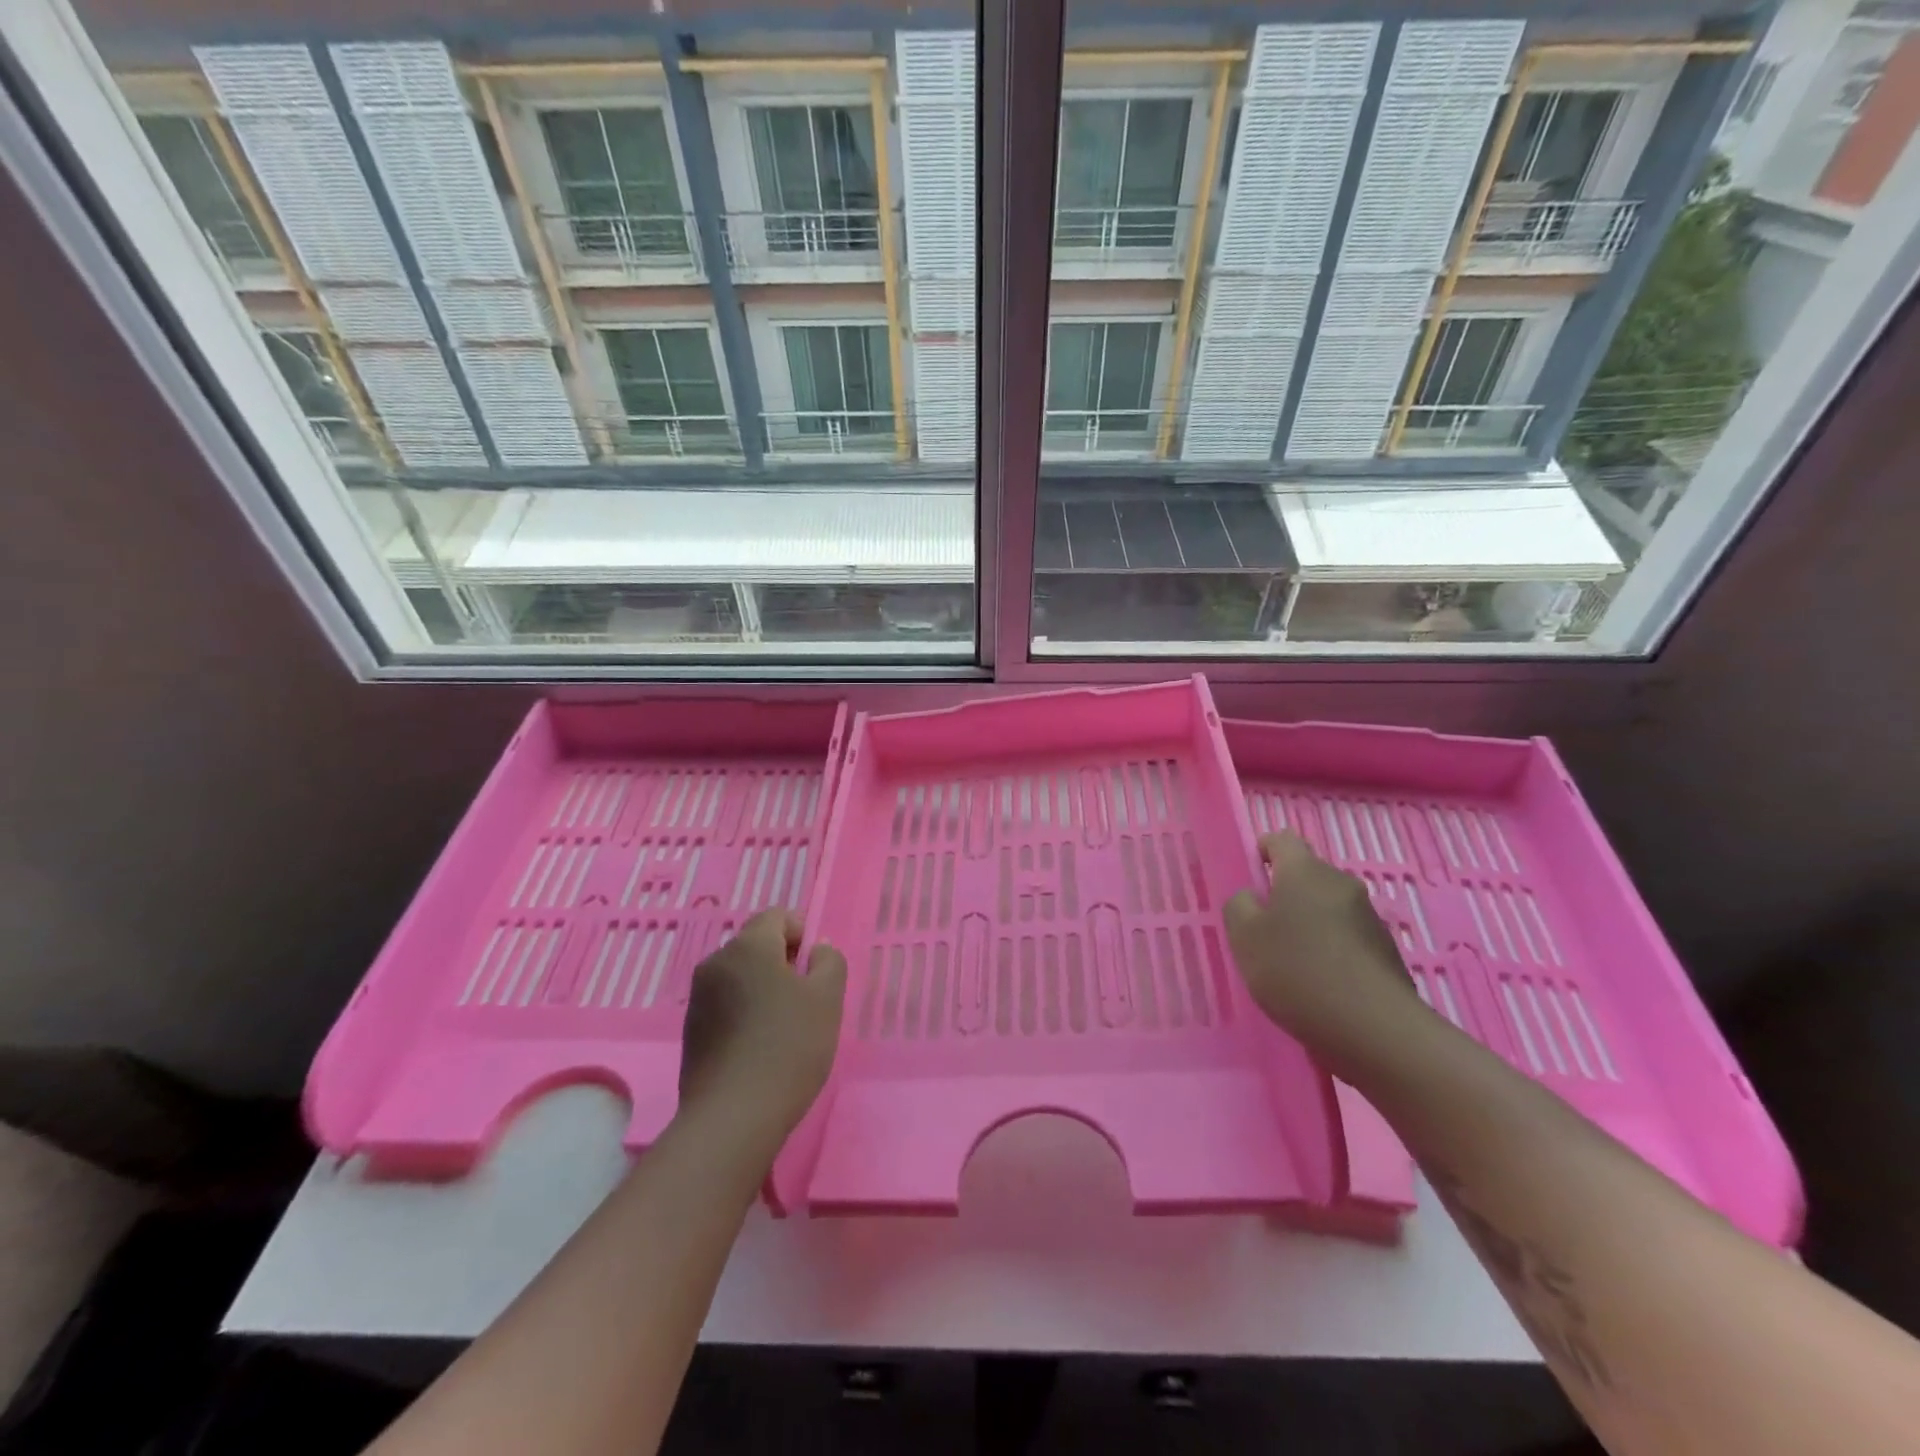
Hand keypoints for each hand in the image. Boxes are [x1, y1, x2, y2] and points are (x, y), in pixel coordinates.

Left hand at [678, 909, 847, 1147]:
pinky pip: (726, 1004)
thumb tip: (816, 949)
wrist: (733, 1117)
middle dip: (783, 962)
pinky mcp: (691, 1030)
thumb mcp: (827, 998)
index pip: (777, 916)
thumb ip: (828, 961)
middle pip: (757, 945)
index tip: (816, 969)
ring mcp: (698, 997)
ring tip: (785, 1027)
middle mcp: (716, 962)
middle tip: (807, 999)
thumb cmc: (789, 1047)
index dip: (802, 934)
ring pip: (741, 976)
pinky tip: (760, 1048)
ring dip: (764, 989)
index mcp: (748, 946)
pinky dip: (745, 1013)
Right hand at [1223, 832, 1426, 1069]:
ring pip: (1328, 908)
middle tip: (1262, 928)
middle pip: (1307, 875)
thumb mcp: (1244, 938)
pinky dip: (1330, 951)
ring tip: (1290, 963)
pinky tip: (1318, 985)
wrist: (1375, 1030)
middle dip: (1284, 894)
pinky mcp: (1387, 952)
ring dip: (1309, 924)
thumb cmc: (1298, 971)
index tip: (1250, 876)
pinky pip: (1347, 938)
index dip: (1262, 851)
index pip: (1281, 840)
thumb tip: (1251, 897)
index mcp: (1305, 872)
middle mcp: (1341, 884)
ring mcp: (1369, 918)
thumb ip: (1239, 907)